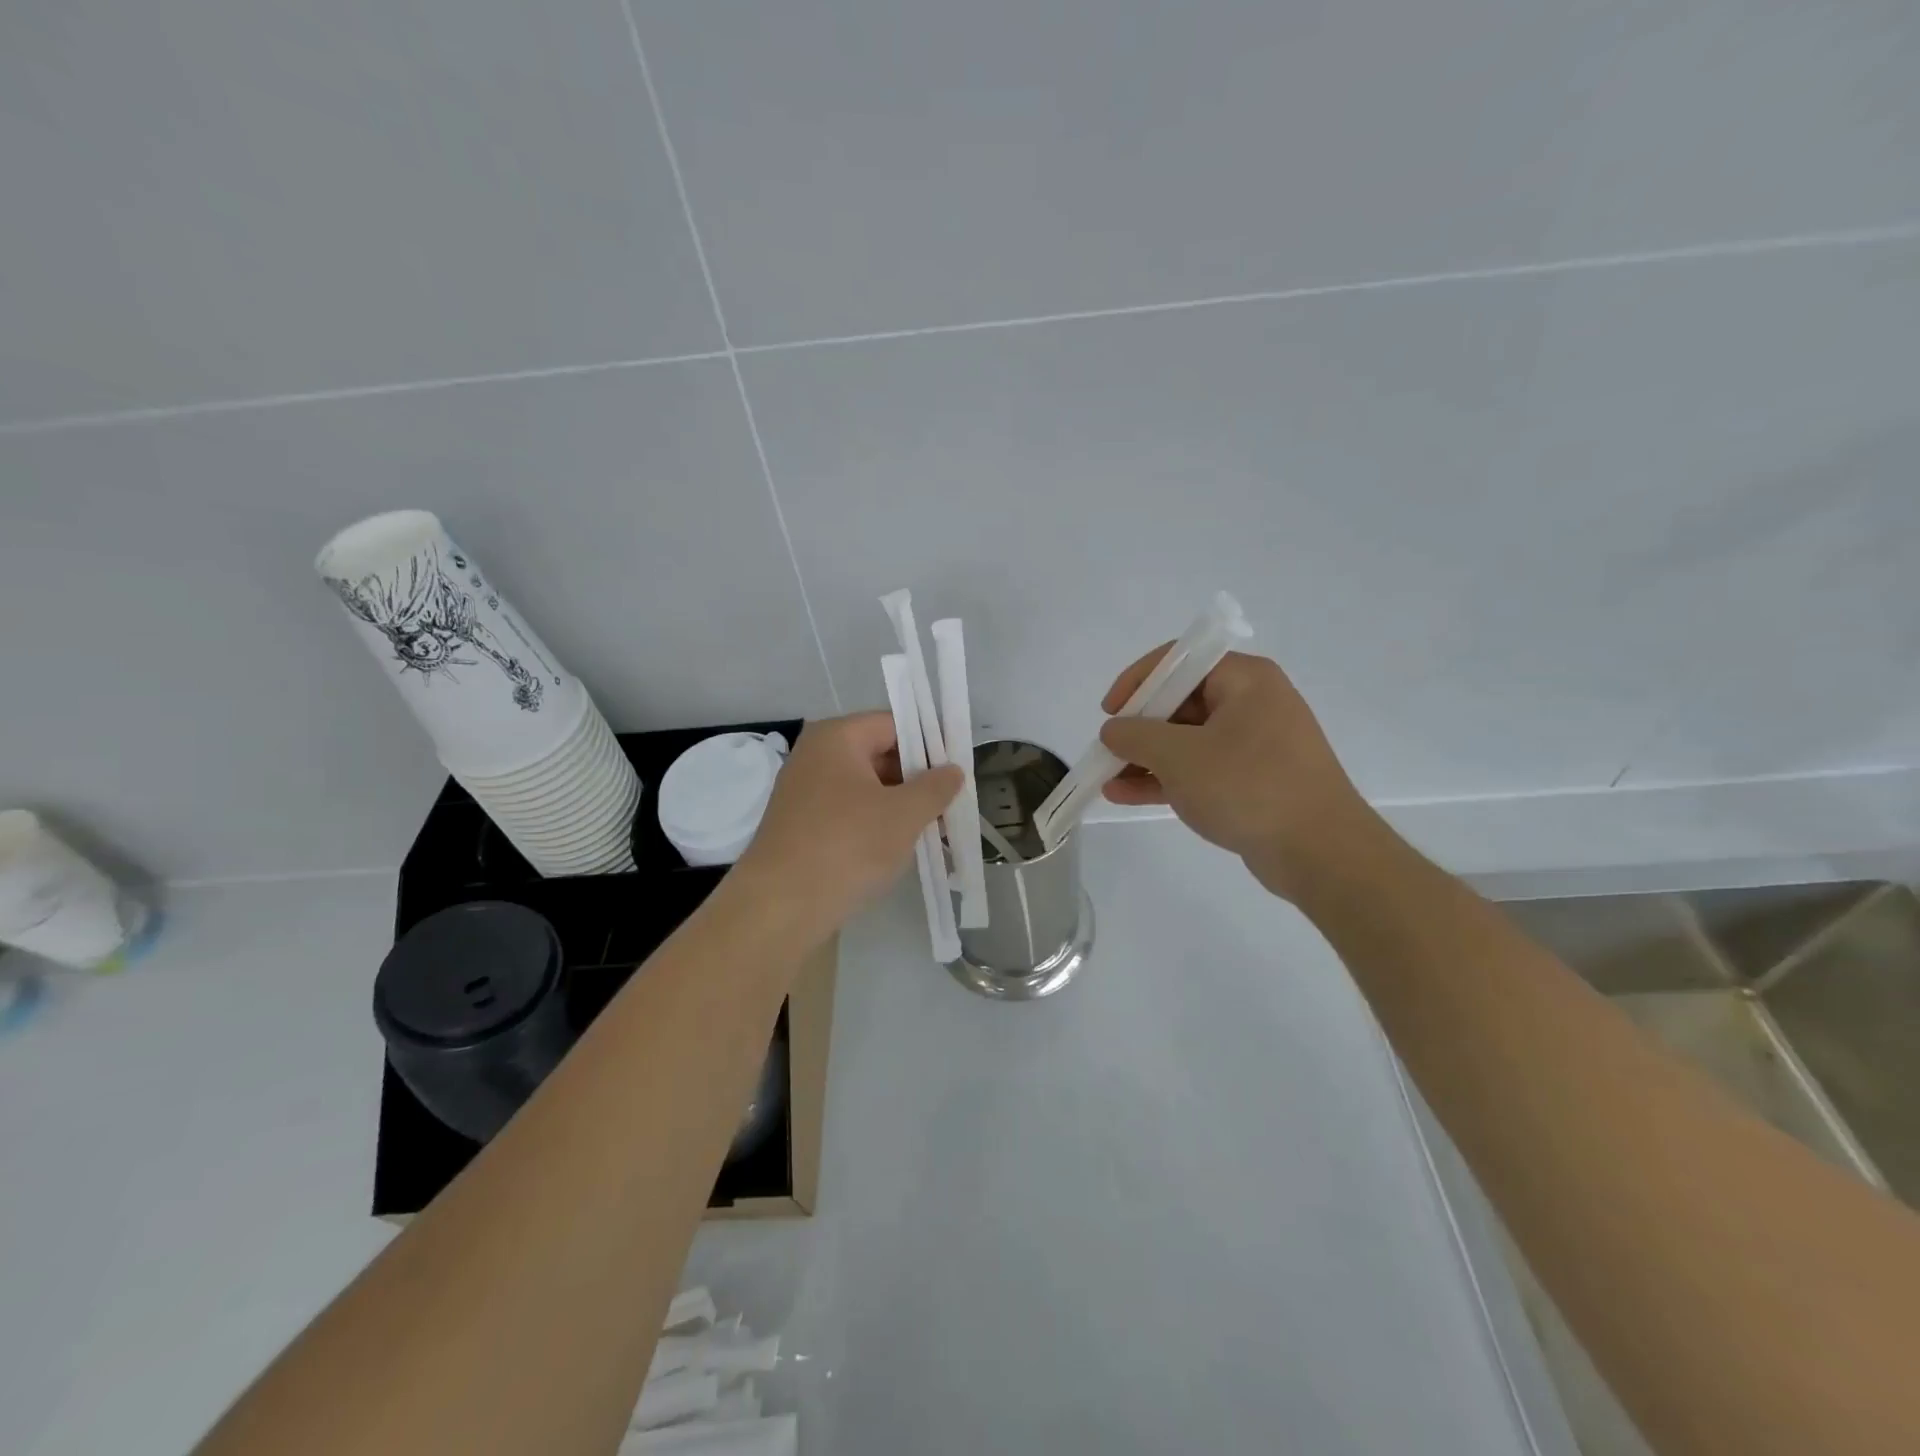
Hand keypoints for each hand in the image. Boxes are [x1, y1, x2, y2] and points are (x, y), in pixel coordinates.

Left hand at [731, 712, 961, 942]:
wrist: (780, 907)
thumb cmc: (847, 846)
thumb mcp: (904, 814)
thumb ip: (936, 787)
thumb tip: (953, 770)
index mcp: (836, 737)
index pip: (894, 724)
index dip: (929, 744)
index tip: (957, 771)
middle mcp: (815, 755)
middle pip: (879, 754)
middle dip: (917, 779)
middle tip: (950, 805)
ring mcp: (804, 792)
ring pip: (866, 788)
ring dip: (899, 806)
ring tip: (933, 831)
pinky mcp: (802, 825)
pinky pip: (849, 812)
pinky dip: (875, 824)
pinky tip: (898, 848)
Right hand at [1098, 649, 1376, 899]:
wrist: (1321, 852)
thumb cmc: (1248, 787)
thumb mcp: (1180, 756)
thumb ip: (1136, 736)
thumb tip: (1113, 729)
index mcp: (1244, 680)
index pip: (1180, 661)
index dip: (1138, 681)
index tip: (1109, 711)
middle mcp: (1252, 703)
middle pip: (1180, 702)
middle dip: (1138, 728)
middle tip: (1106, 750)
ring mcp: (1254, 744)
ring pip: (1187, 740)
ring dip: (1145, 758)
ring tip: (1107, 778)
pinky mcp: (1253, 780)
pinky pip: (1200, 769)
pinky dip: (1166, 778)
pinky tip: (1126, 794)